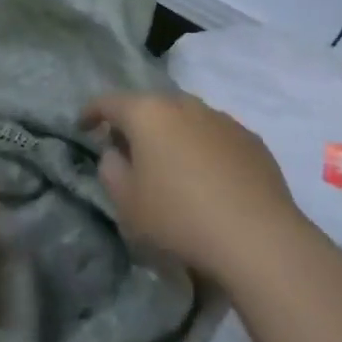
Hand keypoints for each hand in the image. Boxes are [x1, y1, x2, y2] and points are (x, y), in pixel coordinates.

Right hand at [83, 92, 307, 280]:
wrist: (258, 239)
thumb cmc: (179, 218)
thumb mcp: (126, 203)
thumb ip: (110, 170)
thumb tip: (116, 153)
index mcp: (147, 113)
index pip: (108, 102)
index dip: (91, 113)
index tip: (83, 127)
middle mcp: (184, 105)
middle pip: (150, 106)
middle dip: (135, 124)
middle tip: (127, 150)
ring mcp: (222, 119)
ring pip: (185, 119)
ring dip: (172, 135)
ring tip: (171, 165)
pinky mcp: (251, 139)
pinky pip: (215, 136)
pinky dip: (203, 149)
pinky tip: (208, 179)